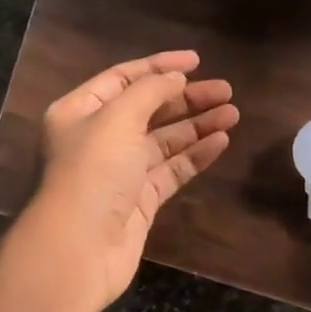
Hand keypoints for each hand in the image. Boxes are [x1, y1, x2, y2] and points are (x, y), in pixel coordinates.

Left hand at [22, 50, 238, 311]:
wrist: (77, 250)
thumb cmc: (92, 172)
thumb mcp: (117, 119)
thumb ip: (149, 91)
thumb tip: (175, 78)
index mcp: (79, 111)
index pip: (123, 78)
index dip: (159, 67)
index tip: (196, 61)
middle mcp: (97, 138)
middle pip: (147, 108)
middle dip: (185, 97)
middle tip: (225, 90)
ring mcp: (119, 172)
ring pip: (163, 140)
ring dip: (196, 125)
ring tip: (232, 112)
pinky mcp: (138, 201)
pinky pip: (170, 170)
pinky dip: (195, 155)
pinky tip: (221, 141)